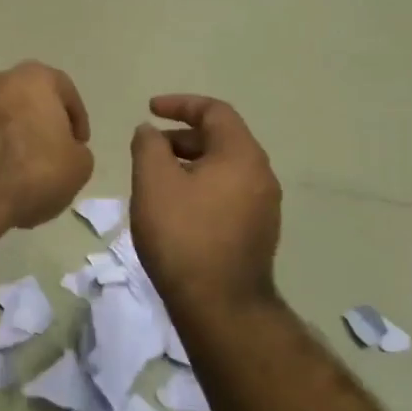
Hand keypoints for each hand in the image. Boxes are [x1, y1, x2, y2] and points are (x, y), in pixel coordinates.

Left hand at [0, 63, 93, 230]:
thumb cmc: (34, 171)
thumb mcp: (79, 166)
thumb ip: (77, 150)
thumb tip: (65, 149)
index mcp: (35, 77)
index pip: (65, 91)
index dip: (77, 119)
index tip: (79, 145)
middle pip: (28, 99)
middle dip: (40, 123)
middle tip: (50, 153)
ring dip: (12, 136)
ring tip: (21, 169)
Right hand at [130, 95, 282, 322]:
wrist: (220, 306)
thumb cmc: (183, 235)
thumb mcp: (153, 182)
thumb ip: (148, 146)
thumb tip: (150, 131)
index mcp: (241, 155)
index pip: (214, 112)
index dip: (180, 104)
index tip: (150, 109)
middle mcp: (261, 175)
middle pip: (221, 139)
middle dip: (182, 137)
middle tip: (148, 148)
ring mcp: (263, 206)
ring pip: (224, 169)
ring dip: (190, 163)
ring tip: (156, 179)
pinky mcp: (257, 232)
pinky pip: (227, 193)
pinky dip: (201, 186)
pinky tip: (175, 208)